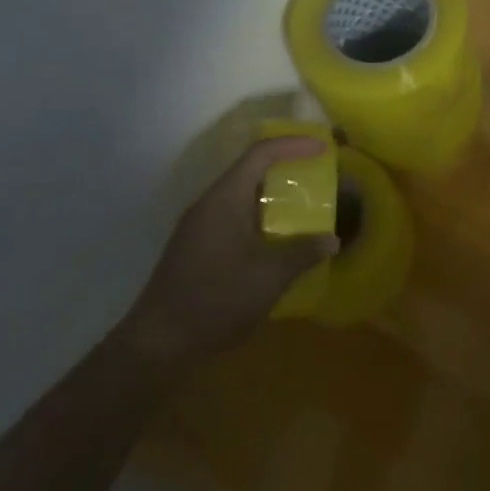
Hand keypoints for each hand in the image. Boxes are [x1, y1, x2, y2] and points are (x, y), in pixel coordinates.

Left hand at [118, 138, 337, 369]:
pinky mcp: (196, 248)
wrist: (157, 345)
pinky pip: (234, 216)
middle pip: (251, 170)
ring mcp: (199, 226)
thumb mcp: (268, 277)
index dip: (294, 145)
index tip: (323, 149)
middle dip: (285, 168)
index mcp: (225, 198)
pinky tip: (276, 240)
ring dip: (272, 196)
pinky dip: (259, 217)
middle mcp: (210, 203)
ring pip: (242, 196)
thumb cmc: (215, 299)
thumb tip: (331, 240)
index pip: (261, 154)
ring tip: (303, 206)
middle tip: (316, 175)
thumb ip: (302, 253)